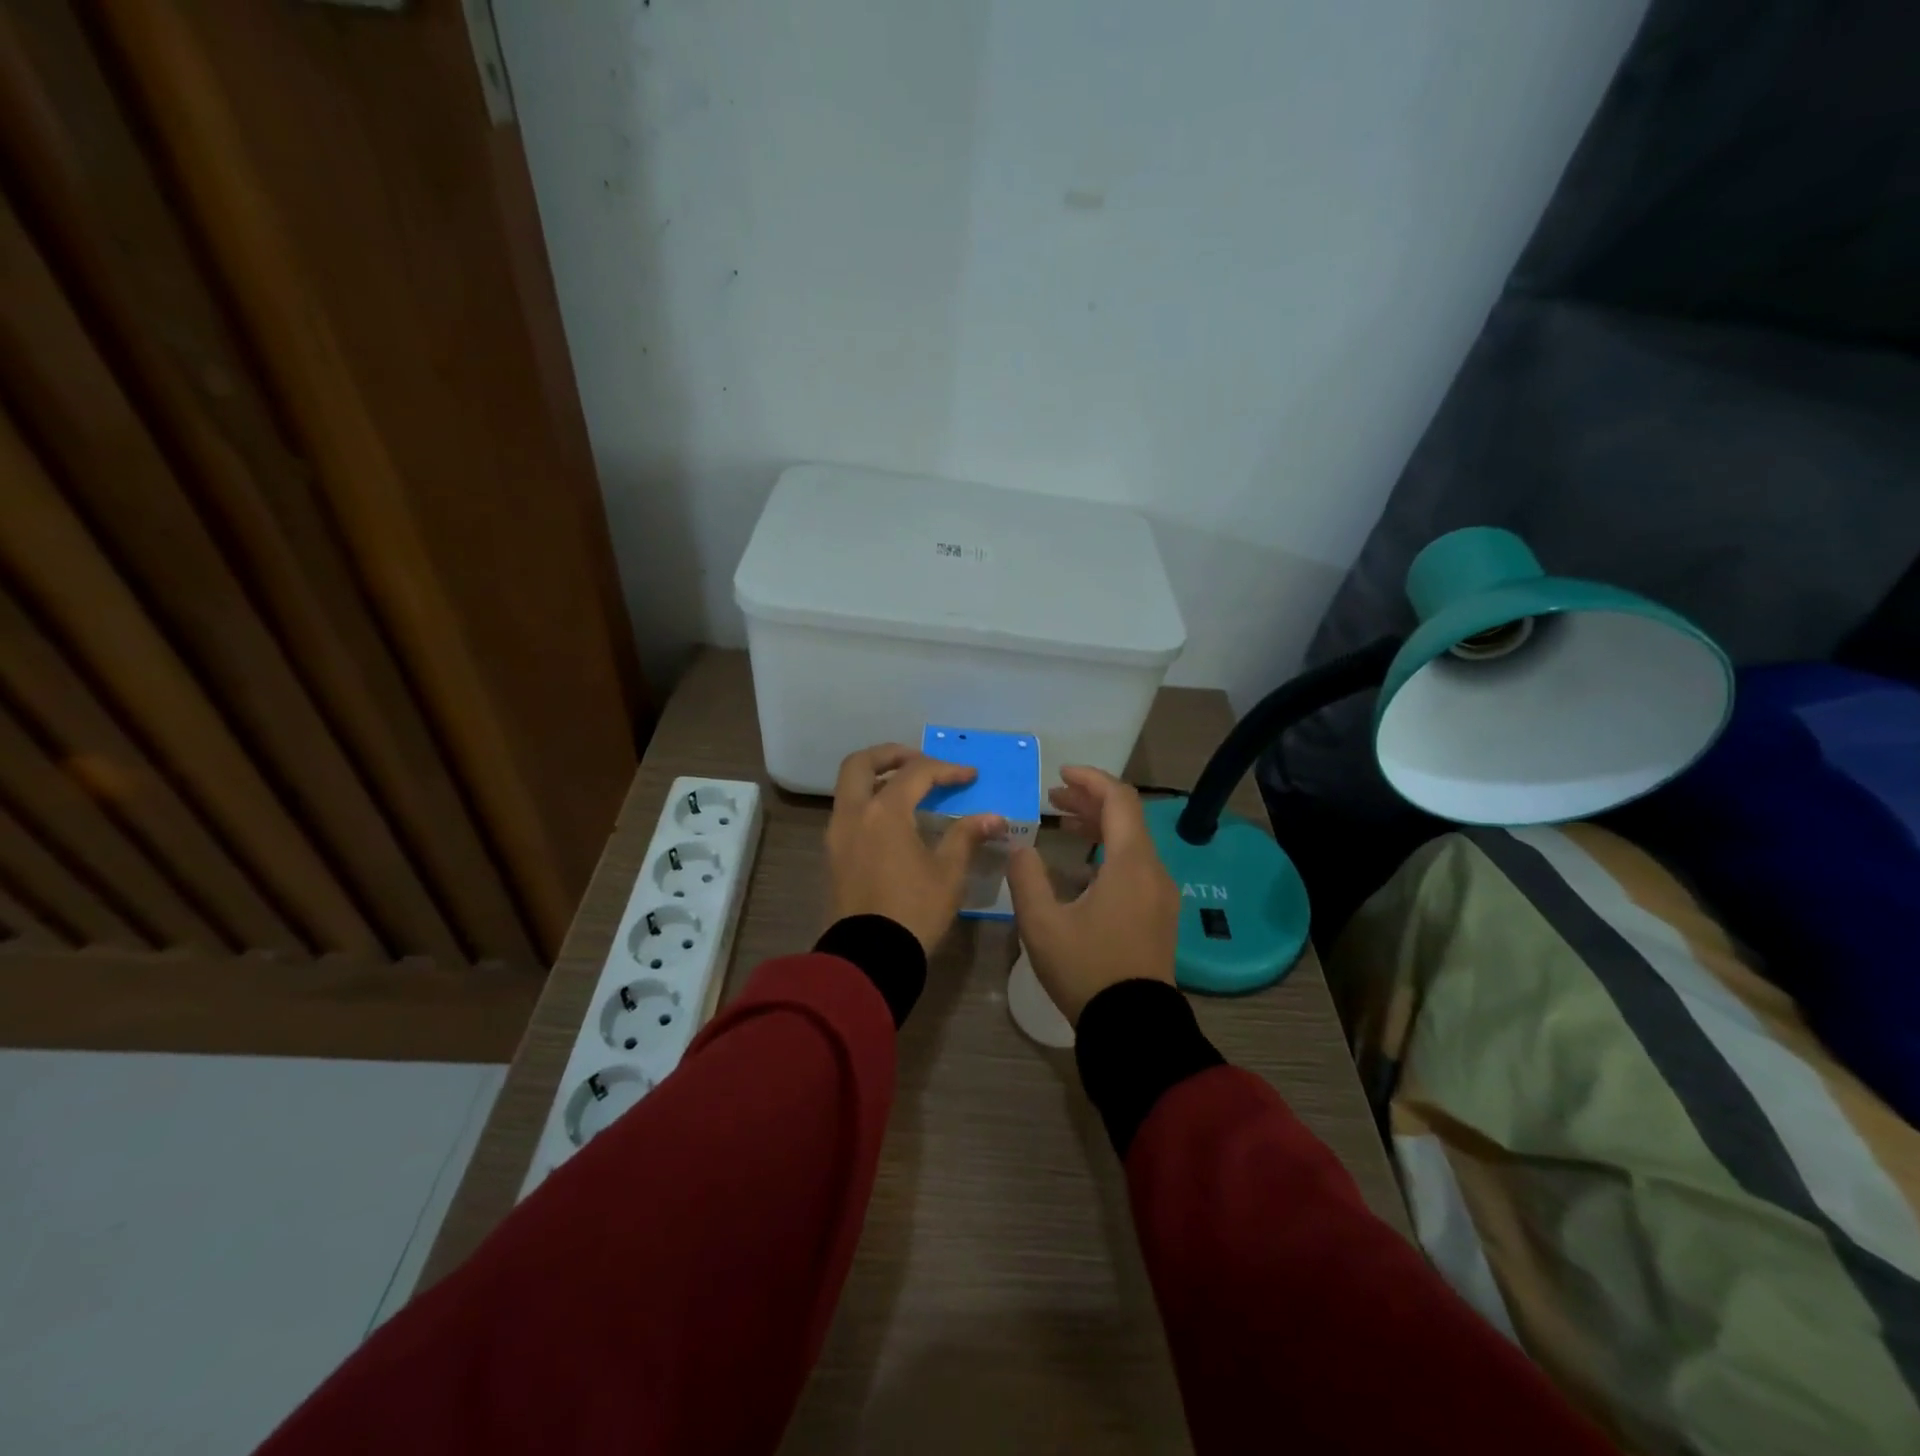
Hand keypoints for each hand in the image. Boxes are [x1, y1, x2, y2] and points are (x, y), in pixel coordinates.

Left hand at [826, 744, 1006, 954]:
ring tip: (908, 787)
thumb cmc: (914, 911)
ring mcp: (837, 834)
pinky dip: (868, 801)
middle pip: (862, 764)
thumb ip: (966, 836)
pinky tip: (894, 818)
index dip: (947, 770)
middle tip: (920, 761)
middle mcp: (854, 814)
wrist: (869, 958)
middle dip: (891, 755)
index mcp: (884, 812)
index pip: (916, 773)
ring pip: (849, 787)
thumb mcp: (948, 873)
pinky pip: (848, 810)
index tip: (971, 777)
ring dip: (876, 777)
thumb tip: (993, 818)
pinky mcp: (833, 854)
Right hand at [1006, 766, 1178, 1024]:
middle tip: (1052, 797)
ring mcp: (1160, 894)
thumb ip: (1026, 877)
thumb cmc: (1086, 969)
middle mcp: (1153, 871)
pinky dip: (1108, 851)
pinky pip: (1135, 866)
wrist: (1132, 1027)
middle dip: (1089, 800)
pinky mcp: (1158, 914)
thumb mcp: (1042, 923)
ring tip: (1061, 823)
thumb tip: (1020, 847)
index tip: (1059, 773)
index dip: (1090, 779)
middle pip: (1127, 818)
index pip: (1119, 800)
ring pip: (1131, 842)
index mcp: (1130, 864)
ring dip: (1098, 826)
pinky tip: (1080, 865)